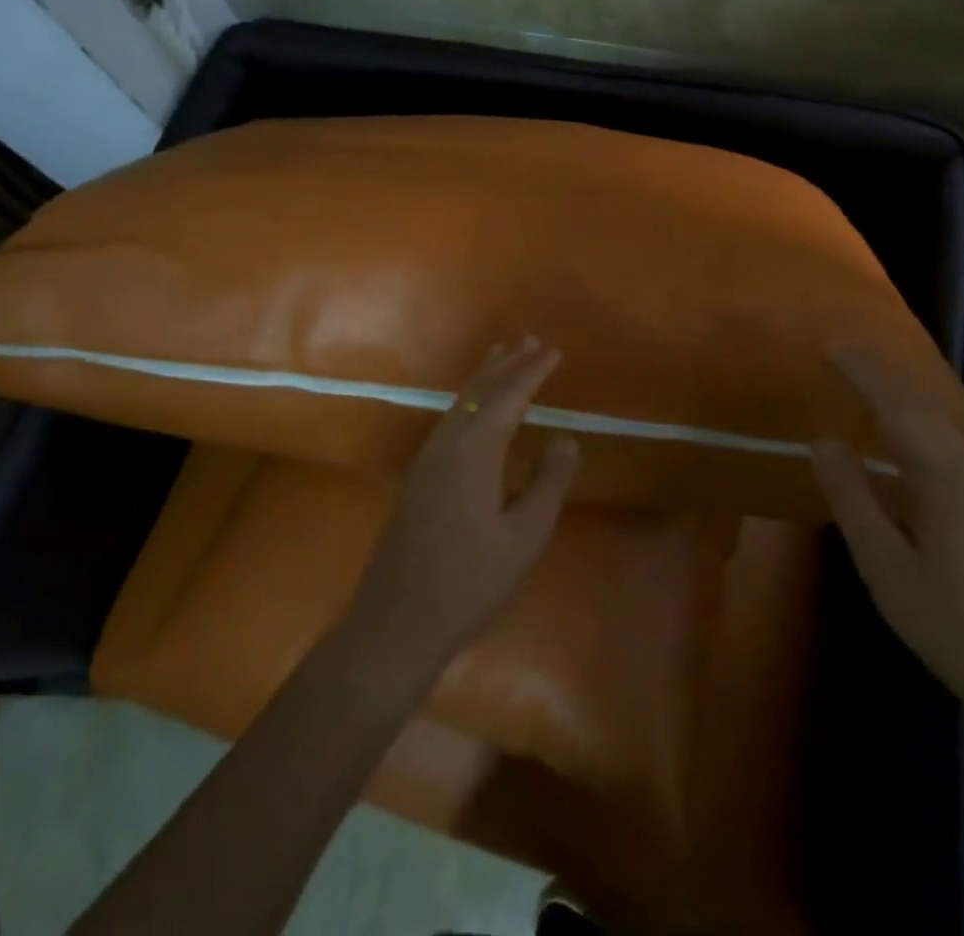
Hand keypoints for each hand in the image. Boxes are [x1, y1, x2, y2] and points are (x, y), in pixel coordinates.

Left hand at [344, 339, 581, 675]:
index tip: (553, 350)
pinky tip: (473, 411)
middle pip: (478, 391)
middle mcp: (446, 443)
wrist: (396, 622)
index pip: (508, 396)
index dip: (532, 371)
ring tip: (502, 358)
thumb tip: (567, 437)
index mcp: (474, 450)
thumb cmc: (469, 582)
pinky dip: (467, 401)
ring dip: (483, 379)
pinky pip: (448, 420)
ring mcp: (426, 459)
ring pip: (458, 403)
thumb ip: (548, 483)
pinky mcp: (417, 477)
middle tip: (529, 340)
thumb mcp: (524, 537)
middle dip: (506, 364)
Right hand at [811, 346, 963, 732]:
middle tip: (838, 351)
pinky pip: (944, 439)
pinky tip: (899, 427)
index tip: (828, 347)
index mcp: (944, 476)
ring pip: (938, 420)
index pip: (897, 406)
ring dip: (899, 391)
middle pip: (922, 404)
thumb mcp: (884, 563)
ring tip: (862, 375)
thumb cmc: (949, 621)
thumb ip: (852, 497)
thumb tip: (824, 440)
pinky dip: (915, 417)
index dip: (862, 373)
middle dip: (880, 372)